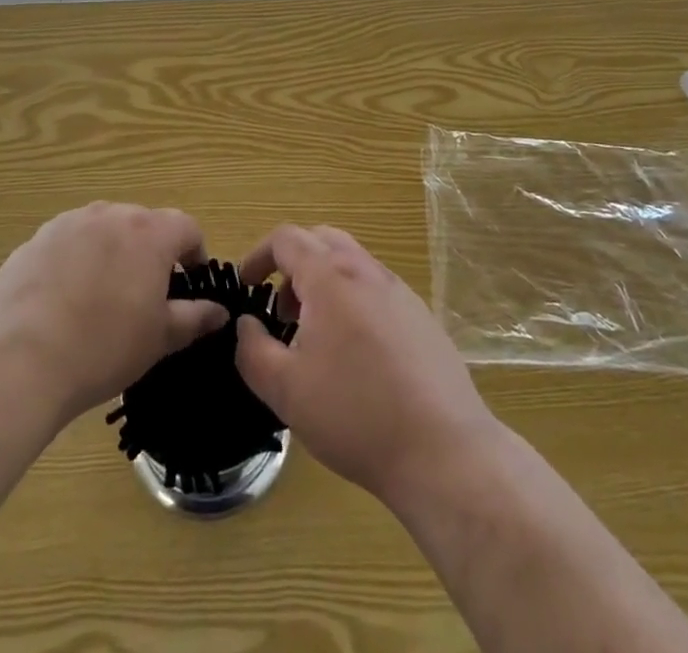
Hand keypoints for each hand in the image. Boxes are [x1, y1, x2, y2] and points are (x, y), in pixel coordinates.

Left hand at [0, 203, 227, 426]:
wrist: (18, 362)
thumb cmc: (103, 349)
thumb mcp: (159, 339)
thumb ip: (194, 318)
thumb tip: (219, 311)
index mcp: (150, 232)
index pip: (187, 227)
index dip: (195, 253)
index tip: (189, 282)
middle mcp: (111, 214)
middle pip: (143, 223)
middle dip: (151, 252)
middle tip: (145, 295)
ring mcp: (69, 223)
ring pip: (104, 229)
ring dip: (112, 252)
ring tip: (101, 296)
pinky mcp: (35, 240)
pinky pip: (68, 243)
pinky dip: (75, 261)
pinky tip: (63, 300)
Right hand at [234, 224, 499, 507]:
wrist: (442, 449)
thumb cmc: (354, 414)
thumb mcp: (285, 390)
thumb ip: (253, 350)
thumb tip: (246, 325)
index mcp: (330, 276)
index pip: (286, 238)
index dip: (258, 255)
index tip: (246, 287)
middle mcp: (366, 270)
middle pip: (321, 239)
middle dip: (292, 263)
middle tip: (282, 310)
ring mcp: (399, 291)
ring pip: (352, 263)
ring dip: (324, 283)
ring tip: (315, 337)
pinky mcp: (421, 316)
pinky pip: (376, 289)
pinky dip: (353, 301)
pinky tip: (355, 356)